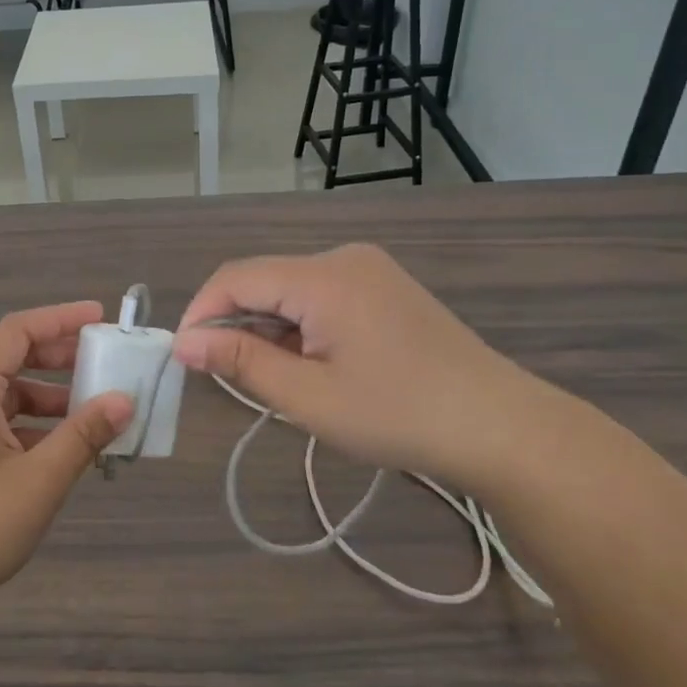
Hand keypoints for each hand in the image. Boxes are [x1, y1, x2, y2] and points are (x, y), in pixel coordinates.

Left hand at [0, 302, 134, 622]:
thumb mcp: (37, 481)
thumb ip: (83, 436)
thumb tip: (124, 401)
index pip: (17, 330)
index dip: (60, 318)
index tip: (100, 317)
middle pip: (10, 358)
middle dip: (58, 357)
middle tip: (103, 362)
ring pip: (4, 395)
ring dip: (47, 398)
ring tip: (92, 414)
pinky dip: (28, 426)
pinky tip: (58, 450)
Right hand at [173, 245, 554, 484]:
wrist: (502, 429)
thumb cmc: (399, 415)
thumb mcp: (309, 397)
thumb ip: (241, 362)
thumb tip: (184, 343)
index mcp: (323, 276)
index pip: (235, 277)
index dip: (201, 313)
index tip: (183, 357)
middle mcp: (343, 258)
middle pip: (263, 279)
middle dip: (235, 323)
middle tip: (227, 377)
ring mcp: (368, 270)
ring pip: (290, 289)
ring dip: (268, 328)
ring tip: (274, 379)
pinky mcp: (384, 288)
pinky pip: (320, 296)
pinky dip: (299, 326)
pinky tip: (310, 365)